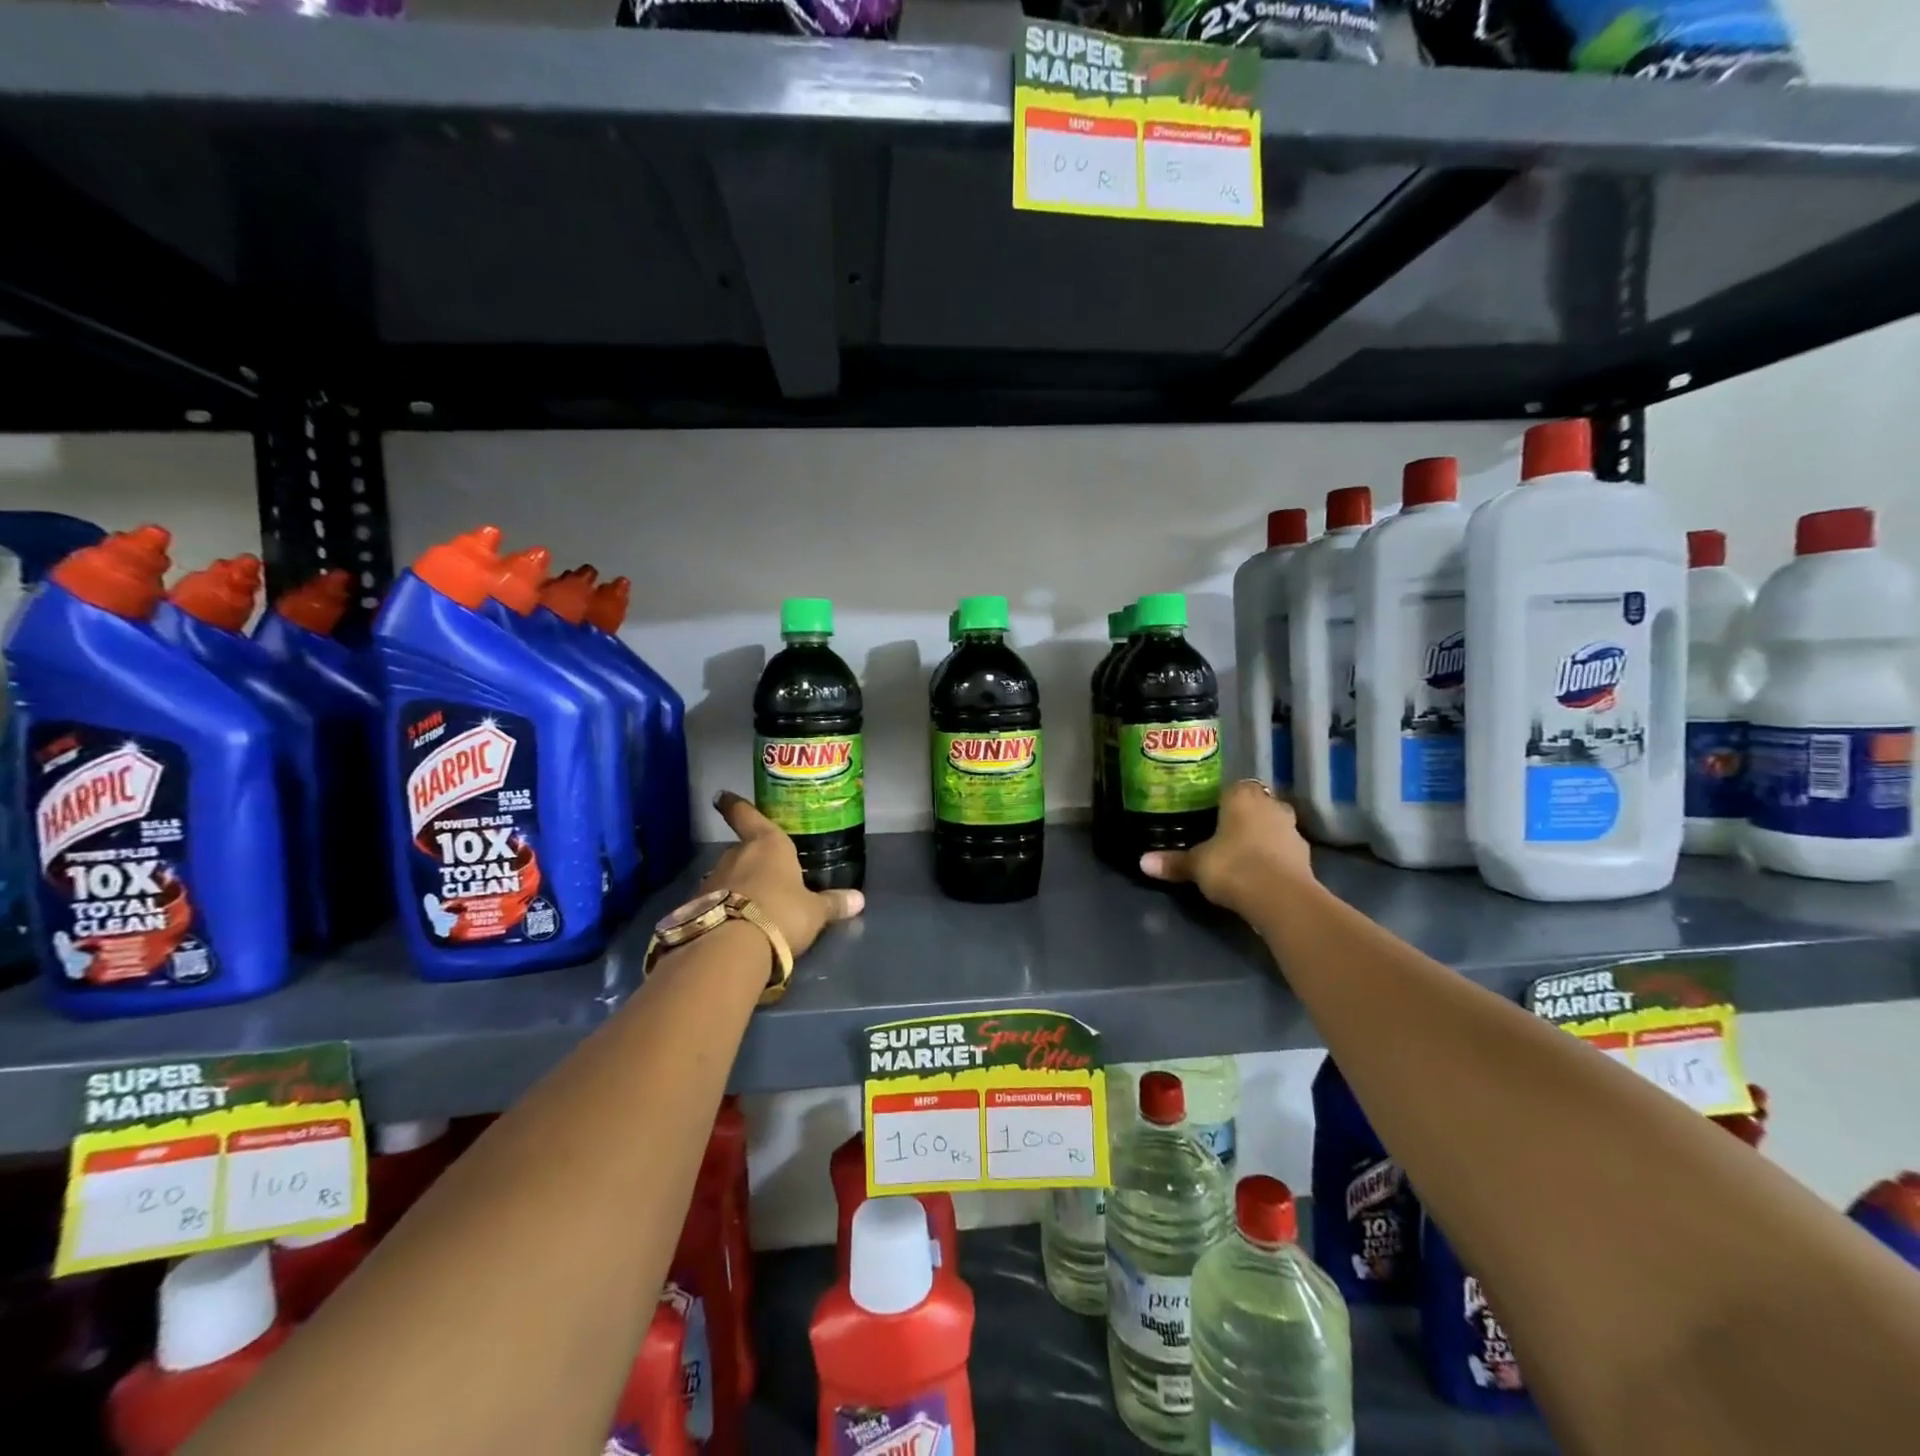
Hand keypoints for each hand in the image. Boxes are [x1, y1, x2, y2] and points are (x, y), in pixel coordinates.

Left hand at [702, 791, 863, 954]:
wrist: (730, 949)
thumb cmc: (781, 913)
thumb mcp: (814, 912)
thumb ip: (833, 903)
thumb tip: (859, 900)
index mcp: (767, 844)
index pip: (748, 816)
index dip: (735, 805)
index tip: (722, 796)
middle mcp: (736, 855)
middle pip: (742, 850)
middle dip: (752, 860)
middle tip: (767, 874)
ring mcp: (713, 880)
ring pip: (728, 876)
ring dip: (738, 886)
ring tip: (754, 905)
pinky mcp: (697, 908)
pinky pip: (716, 902)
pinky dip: (725, 908)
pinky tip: (736, 926)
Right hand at [1140, 780, 1316, 918]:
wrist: (1282, 898)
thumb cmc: (1233, 866)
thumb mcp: (1196, 865)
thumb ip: (1173, 862)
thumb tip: (1142, 862)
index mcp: (1242, 796)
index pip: (1232, 787)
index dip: (1221, 800)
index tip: (1208, 814)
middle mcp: (1271, 805)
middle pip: (1255, 804)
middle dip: (1243, 817)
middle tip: (1222, 834)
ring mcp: (1292, 829)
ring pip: (1273, 826)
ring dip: (1262, 836)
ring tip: (1241, 856)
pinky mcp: (1306, 856)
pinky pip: (1284, 850)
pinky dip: (1275, 858)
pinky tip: (1260, 873)